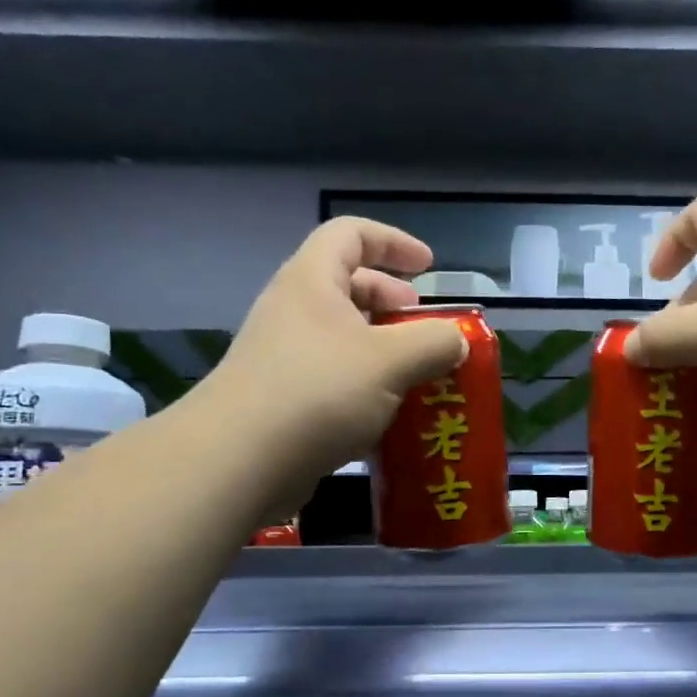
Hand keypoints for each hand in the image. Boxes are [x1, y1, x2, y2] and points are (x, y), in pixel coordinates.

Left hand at [196, 217, 466, 512]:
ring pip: (344, 339)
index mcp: (312, 281)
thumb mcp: (390, 361)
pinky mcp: (282, 400)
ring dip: (385, 352)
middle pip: (349, 287)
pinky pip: (333, 380)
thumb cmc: (318, 392)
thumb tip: (457, 341)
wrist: (239, 462)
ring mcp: (284, 357)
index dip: (393, 242)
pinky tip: (390, 419)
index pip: (351, 234)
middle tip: (426, 329)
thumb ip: (434, 343)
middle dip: (394, 304)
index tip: (429, 267)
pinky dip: (366, 389)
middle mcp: (294, 311)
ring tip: (418, 378)